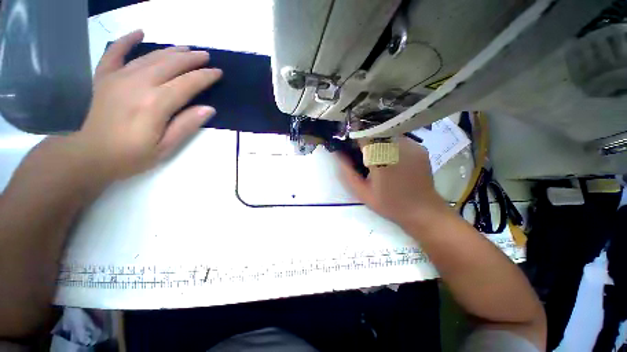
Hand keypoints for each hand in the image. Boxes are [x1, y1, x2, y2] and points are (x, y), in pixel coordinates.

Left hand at [74, 30, 221, 181]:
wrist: (90, 155)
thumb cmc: (131, 156)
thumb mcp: (166, 147)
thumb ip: (186, 126)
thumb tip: (209, 109)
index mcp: (155, 104)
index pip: (187, 84)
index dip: (204, 77)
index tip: (218, 72)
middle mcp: (138, 84)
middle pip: (170, 65)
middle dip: (191, 59)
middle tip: (206, 56)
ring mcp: (118, 77)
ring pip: (150, 57)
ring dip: (171, 51)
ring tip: (186, 48)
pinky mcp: (104, 77)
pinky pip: (115, 52)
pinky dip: (126, 41)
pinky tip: (139, 33)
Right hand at [337, 138, 449, 229]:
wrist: (423, 211)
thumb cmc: (389, 203)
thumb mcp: (362, 192)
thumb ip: (348, 171)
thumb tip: (338, 153)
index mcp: (380, 157)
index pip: (363, 133)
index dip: (354, 136)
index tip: (350, 144)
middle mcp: (397, 145)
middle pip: (375, 130)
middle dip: (366, 138)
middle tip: (362, 154)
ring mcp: (412, 145)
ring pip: (388, 133)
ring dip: (379, 141)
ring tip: (378, 158)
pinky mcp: (420, 147)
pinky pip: (400, 139)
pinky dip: (391, 145)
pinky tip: (391, 159)